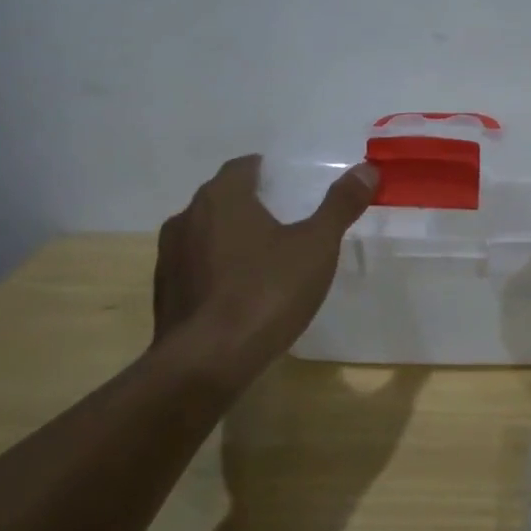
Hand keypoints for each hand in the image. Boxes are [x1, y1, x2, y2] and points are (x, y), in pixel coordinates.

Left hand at [154, 154, 377, 371]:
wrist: (206, 364)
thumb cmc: (265, 292)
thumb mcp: (316, 246)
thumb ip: (340, 205)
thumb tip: (366, 168)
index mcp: (221, 197)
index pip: (243, 167)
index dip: (268, 172)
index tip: (291, 186)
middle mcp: (187, 218)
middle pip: (222, 198)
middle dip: (251, 204)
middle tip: (286, 219)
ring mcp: (169, 257)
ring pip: (205, 234)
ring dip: (230, 239)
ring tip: (265, 257)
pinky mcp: (164, 295)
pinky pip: (195, 269)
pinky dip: (216, 271)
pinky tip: (240, 293)